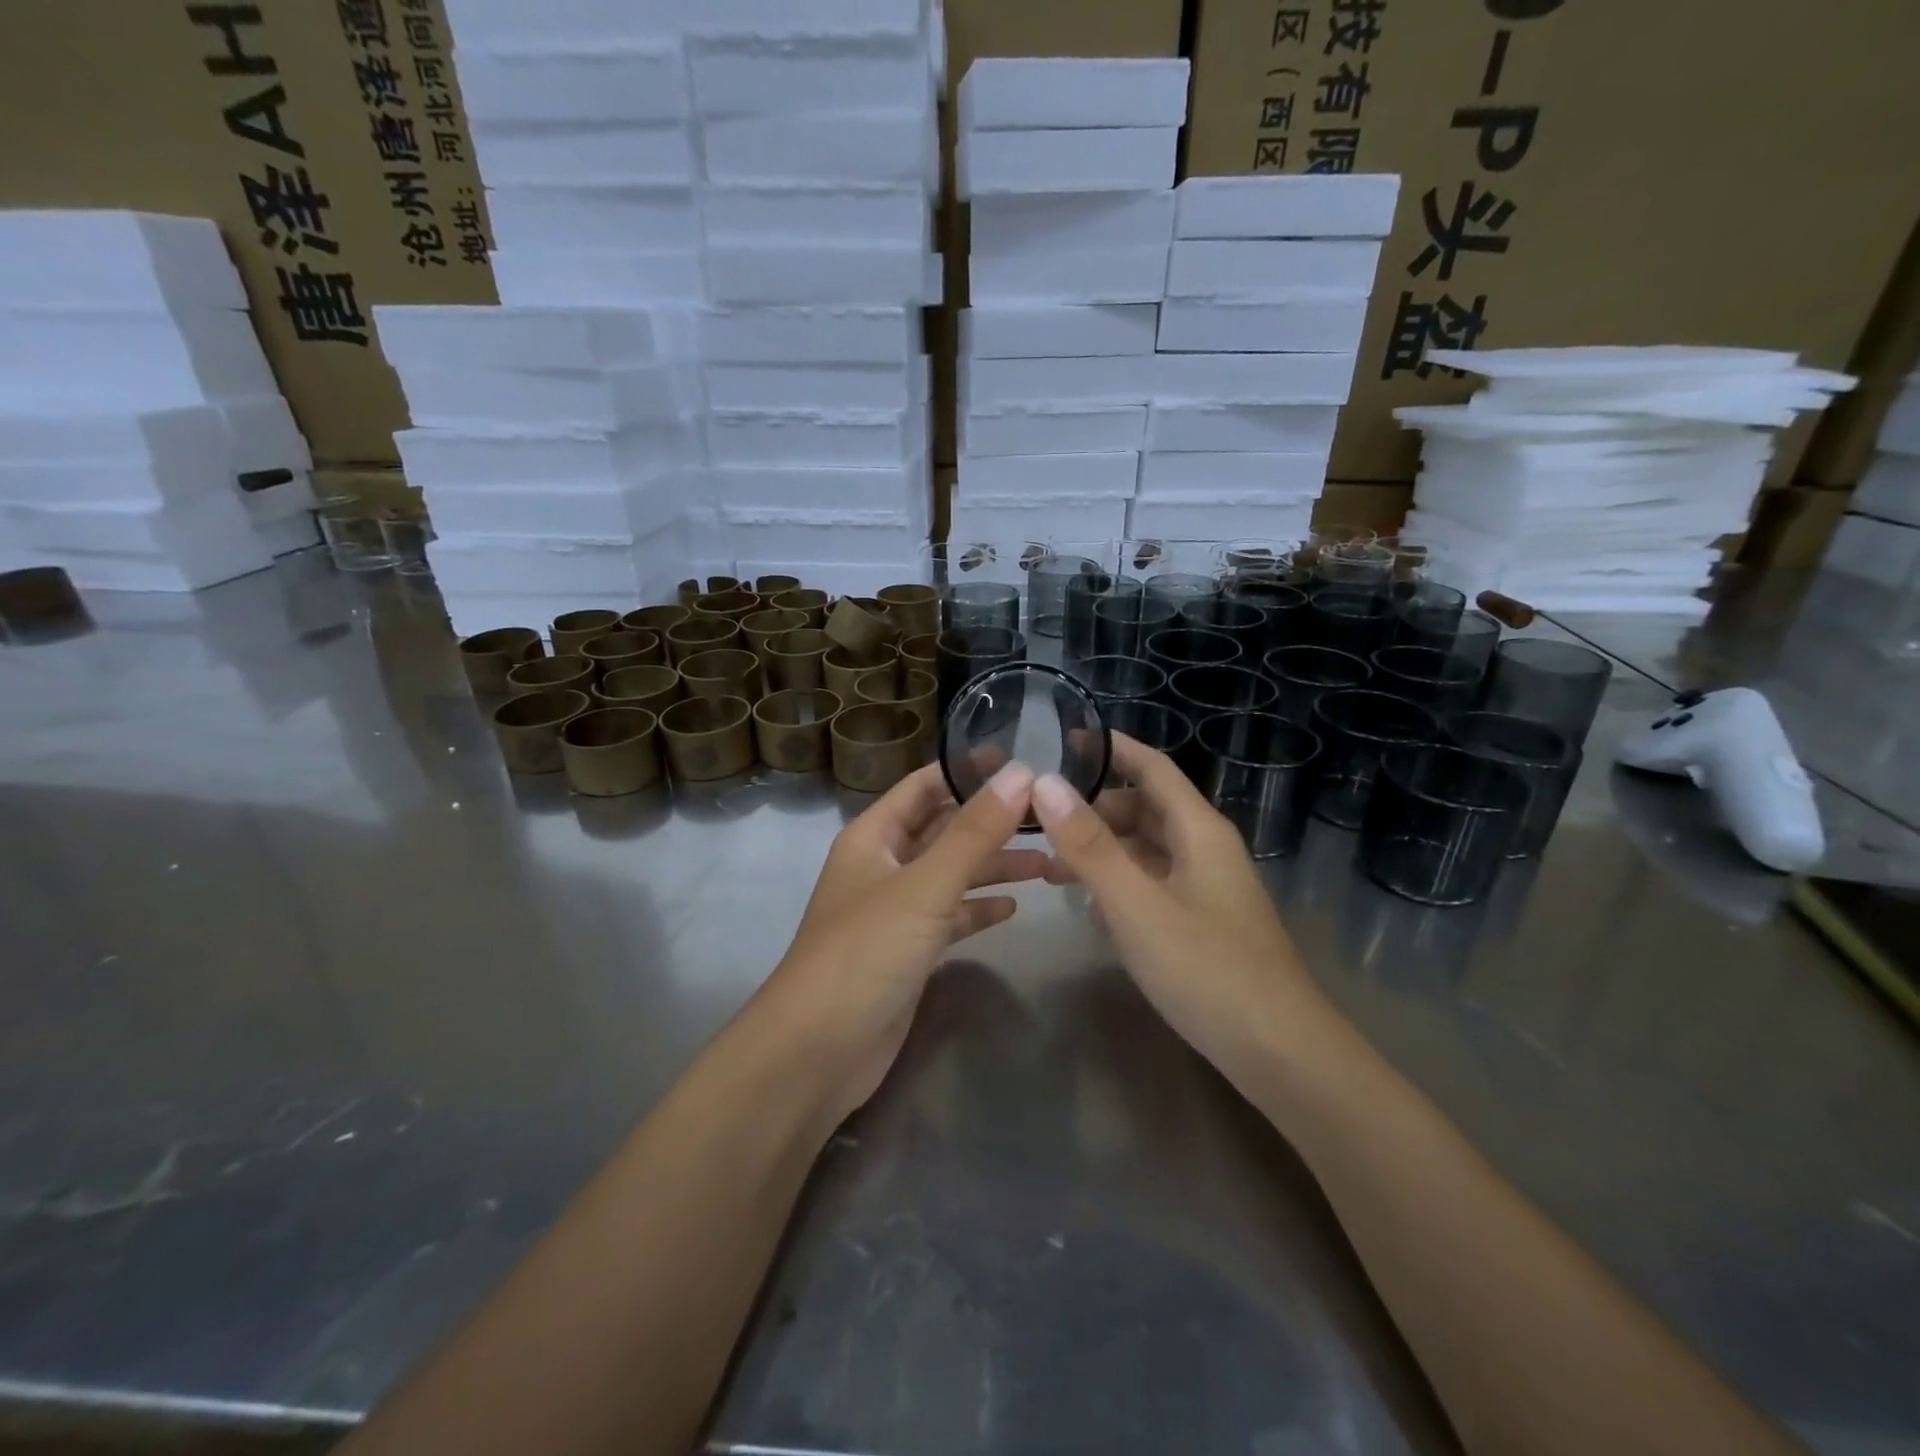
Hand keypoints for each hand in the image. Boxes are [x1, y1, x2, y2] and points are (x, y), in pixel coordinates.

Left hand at [761, 762, 1047, 1127]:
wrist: (817, 1052)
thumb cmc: (865, 952)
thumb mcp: (925, 886)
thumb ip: (974, 832)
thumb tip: (1021, 773)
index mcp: (874, 837)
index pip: (924, 785)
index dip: (967, 770)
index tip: (1022, 760)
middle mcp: (883, 866)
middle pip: (944, 830)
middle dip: (992, 823)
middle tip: (1050, 817)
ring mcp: (895, 911)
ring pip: (952, 875)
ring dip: (994, 867)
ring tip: (1049, 865)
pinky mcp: (908, 952)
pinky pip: (951, 918)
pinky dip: (979, 910)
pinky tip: (1014, 909)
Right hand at [1034, 735, 1326, 1081]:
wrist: (1279, 1054)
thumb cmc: (1207, 969)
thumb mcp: (1136, 904)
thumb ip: (1089, 845)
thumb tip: (1043, 783)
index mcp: (1199, 831)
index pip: (1153, 768)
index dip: (1113, 748)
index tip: (1065, 737)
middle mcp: (1206, 850)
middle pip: (1146, 809)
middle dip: (1095, 809)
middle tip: (1040, 820)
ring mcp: (1207, 889)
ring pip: (1148, 851)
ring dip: (1103, 850)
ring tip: (1051, 867)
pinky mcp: (1203, 924)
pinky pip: (1154, 885)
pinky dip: (1120, 884)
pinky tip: (1090, 909)